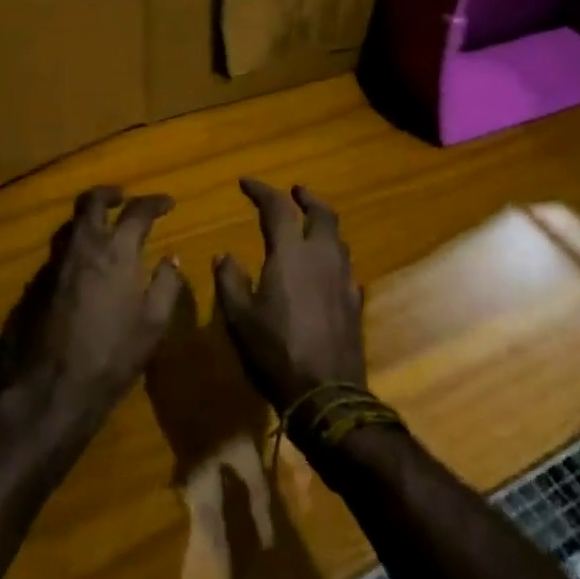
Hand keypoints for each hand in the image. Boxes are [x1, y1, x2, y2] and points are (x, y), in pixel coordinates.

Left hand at [0, 187, 187, 439]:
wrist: (46, 392)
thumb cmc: (110, 358)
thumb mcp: (152, 325)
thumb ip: (166, 285)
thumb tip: (171, 258)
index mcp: (116, 251)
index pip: (137, 211)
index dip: (155, 202)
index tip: (167, 203)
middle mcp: (82, 247)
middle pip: (92, 202)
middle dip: (110, 194)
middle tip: (124, 197)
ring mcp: (53, 265)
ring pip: (70, 226)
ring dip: (89, 220)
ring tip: (104, 230)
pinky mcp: (33, 286)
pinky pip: (58, 255)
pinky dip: (74, 250)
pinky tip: (83, 271)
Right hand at [213, 180, 365, 414]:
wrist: (327, 395)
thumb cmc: (275, 353)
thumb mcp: (239, 319)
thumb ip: (230, 281)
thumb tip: (224, 255)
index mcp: (291, 254)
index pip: (277, 207)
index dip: (261, 190)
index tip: (245, 183)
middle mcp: (322, 256)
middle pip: (322, 213)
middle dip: (306, 198)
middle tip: (294, 192)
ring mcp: (344, 278)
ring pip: (337, 238)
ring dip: (322, 225)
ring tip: (308, 227)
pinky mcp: (355, 301)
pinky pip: (345, 266)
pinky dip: (332, 257)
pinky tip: (323, 271)